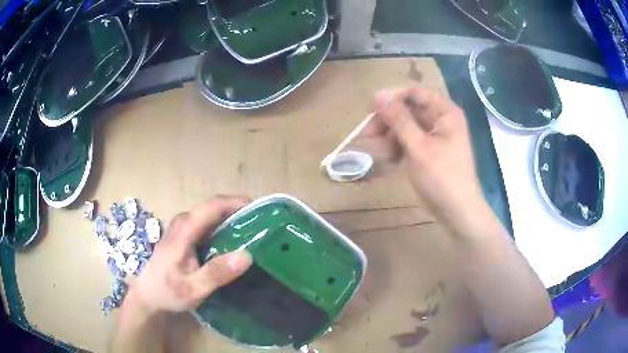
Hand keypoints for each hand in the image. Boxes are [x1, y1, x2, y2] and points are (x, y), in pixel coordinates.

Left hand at [126, 196, 252, 315]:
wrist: (147, 296)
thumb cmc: (168, 292)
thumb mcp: (193, 288)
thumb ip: (217, 273)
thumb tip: (247, 256)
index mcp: (184, 232)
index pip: (211, 207)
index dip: (235, 202)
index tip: (257, 208)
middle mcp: (181, 224)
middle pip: (211, 207)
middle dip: (235, 209)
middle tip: (258, 222)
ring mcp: (180, 229)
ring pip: (207, 214)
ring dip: (228, 217)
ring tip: (249, 230)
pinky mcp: (181, 236)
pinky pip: (204, 224)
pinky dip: (220, 226)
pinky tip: (230, 240)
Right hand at [352, 88, 486, 233]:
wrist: (458, 212)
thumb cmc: (442, 178)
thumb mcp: (418, 146)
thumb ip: (399, 119)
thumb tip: (379, 94)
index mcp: (445, 112)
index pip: (415, 93)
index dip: (393, 98)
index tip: (371, 109)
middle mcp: (441, 119)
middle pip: (409, 110)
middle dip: (389, 121)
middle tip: (368, 133)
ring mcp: (436, 136)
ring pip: (407, 126)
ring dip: (391, 136)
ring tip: (378, 152)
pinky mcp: (430, 151)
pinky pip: (410, 141)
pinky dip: (398, 147)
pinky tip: (389, 159)